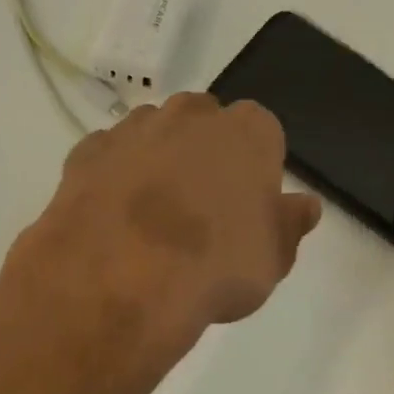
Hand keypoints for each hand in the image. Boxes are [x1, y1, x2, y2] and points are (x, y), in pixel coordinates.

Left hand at [5, 93, 322, 375]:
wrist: (120, 279)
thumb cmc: (216, 266)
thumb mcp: (273, 258)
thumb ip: (290, 224)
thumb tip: (305, 205)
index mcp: (248, 131)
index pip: (263, 133)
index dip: (256, 168)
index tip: (248, 203)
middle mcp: (192, 114)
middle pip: (206, 122)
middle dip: (206, 152)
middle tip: (202, 206)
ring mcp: (136, 127)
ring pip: (156, 132)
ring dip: (159, 158)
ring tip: (153, 215)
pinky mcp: (88, 149)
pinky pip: (110, 154)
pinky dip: (114, 174)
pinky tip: (114, 214)